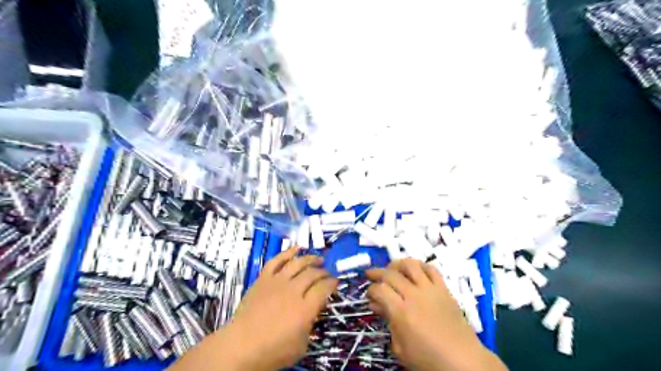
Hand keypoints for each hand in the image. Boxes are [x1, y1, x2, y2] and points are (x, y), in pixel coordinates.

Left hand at [222, 246, 336, 370]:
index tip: (336, 282)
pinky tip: (296, 248)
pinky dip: (287, 252)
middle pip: (313, 273)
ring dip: (310, 258)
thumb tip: (312, 311)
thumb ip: (310, 325)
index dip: (332, 283)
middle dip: (323, 271)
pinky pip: (276, 261)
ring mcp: (277, 282)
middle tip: (327, 273)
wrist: (241, 346)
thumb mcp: (301, 345)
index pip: (324, 288)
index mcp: (305, 308)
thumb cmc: (272, 351)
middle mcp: (293, 291)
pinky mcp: (263, 279)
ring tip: (318, 258)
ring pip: (297, 263)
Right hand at [367, 259, 506, 370]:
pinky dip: (420, 266)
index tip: (369, 295)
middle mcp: (414, 295)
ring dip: (397, 264)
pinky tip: (414, 270)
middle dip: (377, 273)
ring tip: (391, 268)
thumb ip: (388, 322)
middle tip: (370, 276)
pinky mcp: (444, 289)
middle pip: (391, 274)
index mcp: (401, 312)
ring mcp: (430, 290)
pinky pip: (431, 269)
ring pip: (411, 265)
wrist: (463, 362)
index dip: (370, 290)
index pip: (379, 289)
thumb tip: (377, 305)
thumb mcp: (400, 348)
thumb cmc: (428, 360)